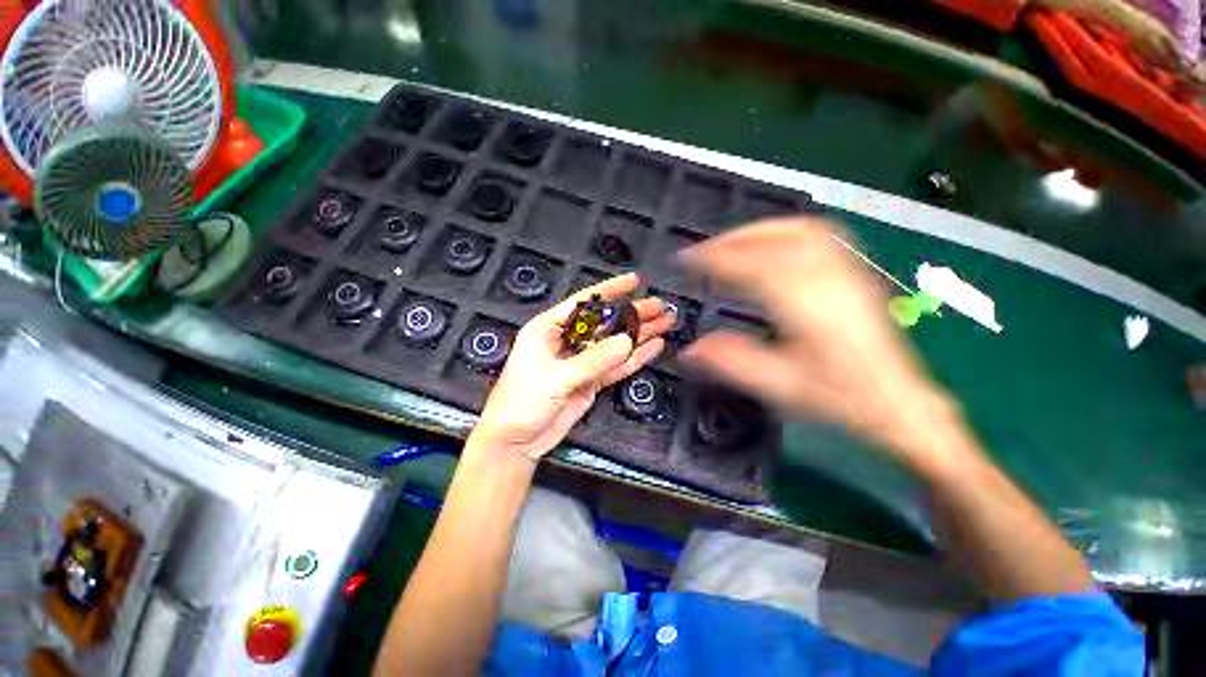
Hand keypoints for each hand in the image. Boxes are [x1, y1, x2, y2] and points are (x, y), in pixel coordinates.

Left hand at [471, 273, 671, 460]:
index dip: (610, 290)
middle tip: (659, 306)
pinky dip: (635, 358)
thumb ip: (592, 360)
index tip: (634, 281)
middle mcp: (566, 341)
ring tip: (664, 322)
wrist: (515, 442)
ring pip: (614, 344)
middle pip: (605, 323)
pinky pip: (616, 367)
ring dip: (639, 334)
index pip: (583, 302)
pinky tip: (653, 346)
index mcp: (548, 329)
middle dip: (632, 313)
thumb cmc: (520, 403)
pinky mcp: (591, 381)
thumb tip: (626, 342)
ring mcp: (581, 363)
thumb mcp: (554, 377)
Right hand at [679, 218, 961, 470]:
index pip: (753, 266)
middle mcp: (828, 280)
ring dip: (758, 231)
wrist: (897, 402)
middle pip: (777, 238)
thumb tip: (689, 350)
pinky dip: (784, 232)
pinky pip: (818, 235)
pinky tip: (770, 245)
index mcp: (807, 307)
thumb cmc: (840, 398)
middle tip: (703, 252)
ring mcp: (846, 272)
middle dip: (732, 240)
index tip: (688, 260)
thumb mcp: (780, 387)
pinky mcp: (853, 274)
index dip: (715, 258)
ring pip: (799, 230)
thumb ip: (732, 363)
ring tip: (730, 244)